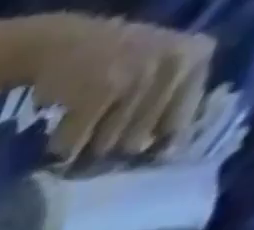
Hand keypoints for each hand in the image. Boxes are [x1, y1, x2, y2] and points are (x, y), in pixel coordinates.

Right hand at [7, 14, 213, 163]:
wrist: (60, 44)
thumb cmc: (104, 66)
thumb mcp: (152, 75)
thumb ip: (165, 106)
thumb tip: (162, 157)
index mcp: (196, 59)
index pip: (176, 128)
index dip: (147, 150)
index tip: (127, 161)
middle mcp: (174, 63)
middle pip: (135, 144)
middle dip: (107, 150)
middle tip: (93, 141)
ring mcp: (138, 76)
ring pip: (105, 147)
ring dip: (80, 151)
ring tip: (77, 132)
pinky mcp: (102, 92)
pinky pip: (74, 146)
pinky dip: (58, 148)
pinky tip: (57, 134)